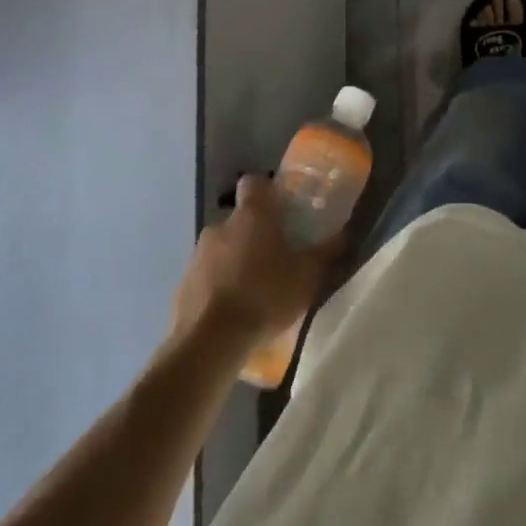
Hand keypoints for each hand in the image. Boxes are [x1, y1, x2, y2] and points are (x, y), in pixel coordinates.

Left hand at [170, 176, 343, 345]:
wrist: (209, 343)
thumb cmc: (265, 296)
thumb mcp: (307, 276)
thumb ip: (326, 252)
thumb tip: (343, 234)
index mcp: (251, 215)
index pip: (254, 183)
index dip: (267, 192)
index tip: (281, 210)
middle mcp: (220, 226)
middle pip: (240, 219)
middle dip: (254, 234)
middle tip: (275, 258)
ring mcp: (197, 256)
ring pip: (222, 248)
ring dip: (235, 261)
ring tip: (254, 291)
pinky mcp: (182, 286)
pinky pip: (206, 277)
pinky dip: (218, 287)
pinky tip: (233, 312)